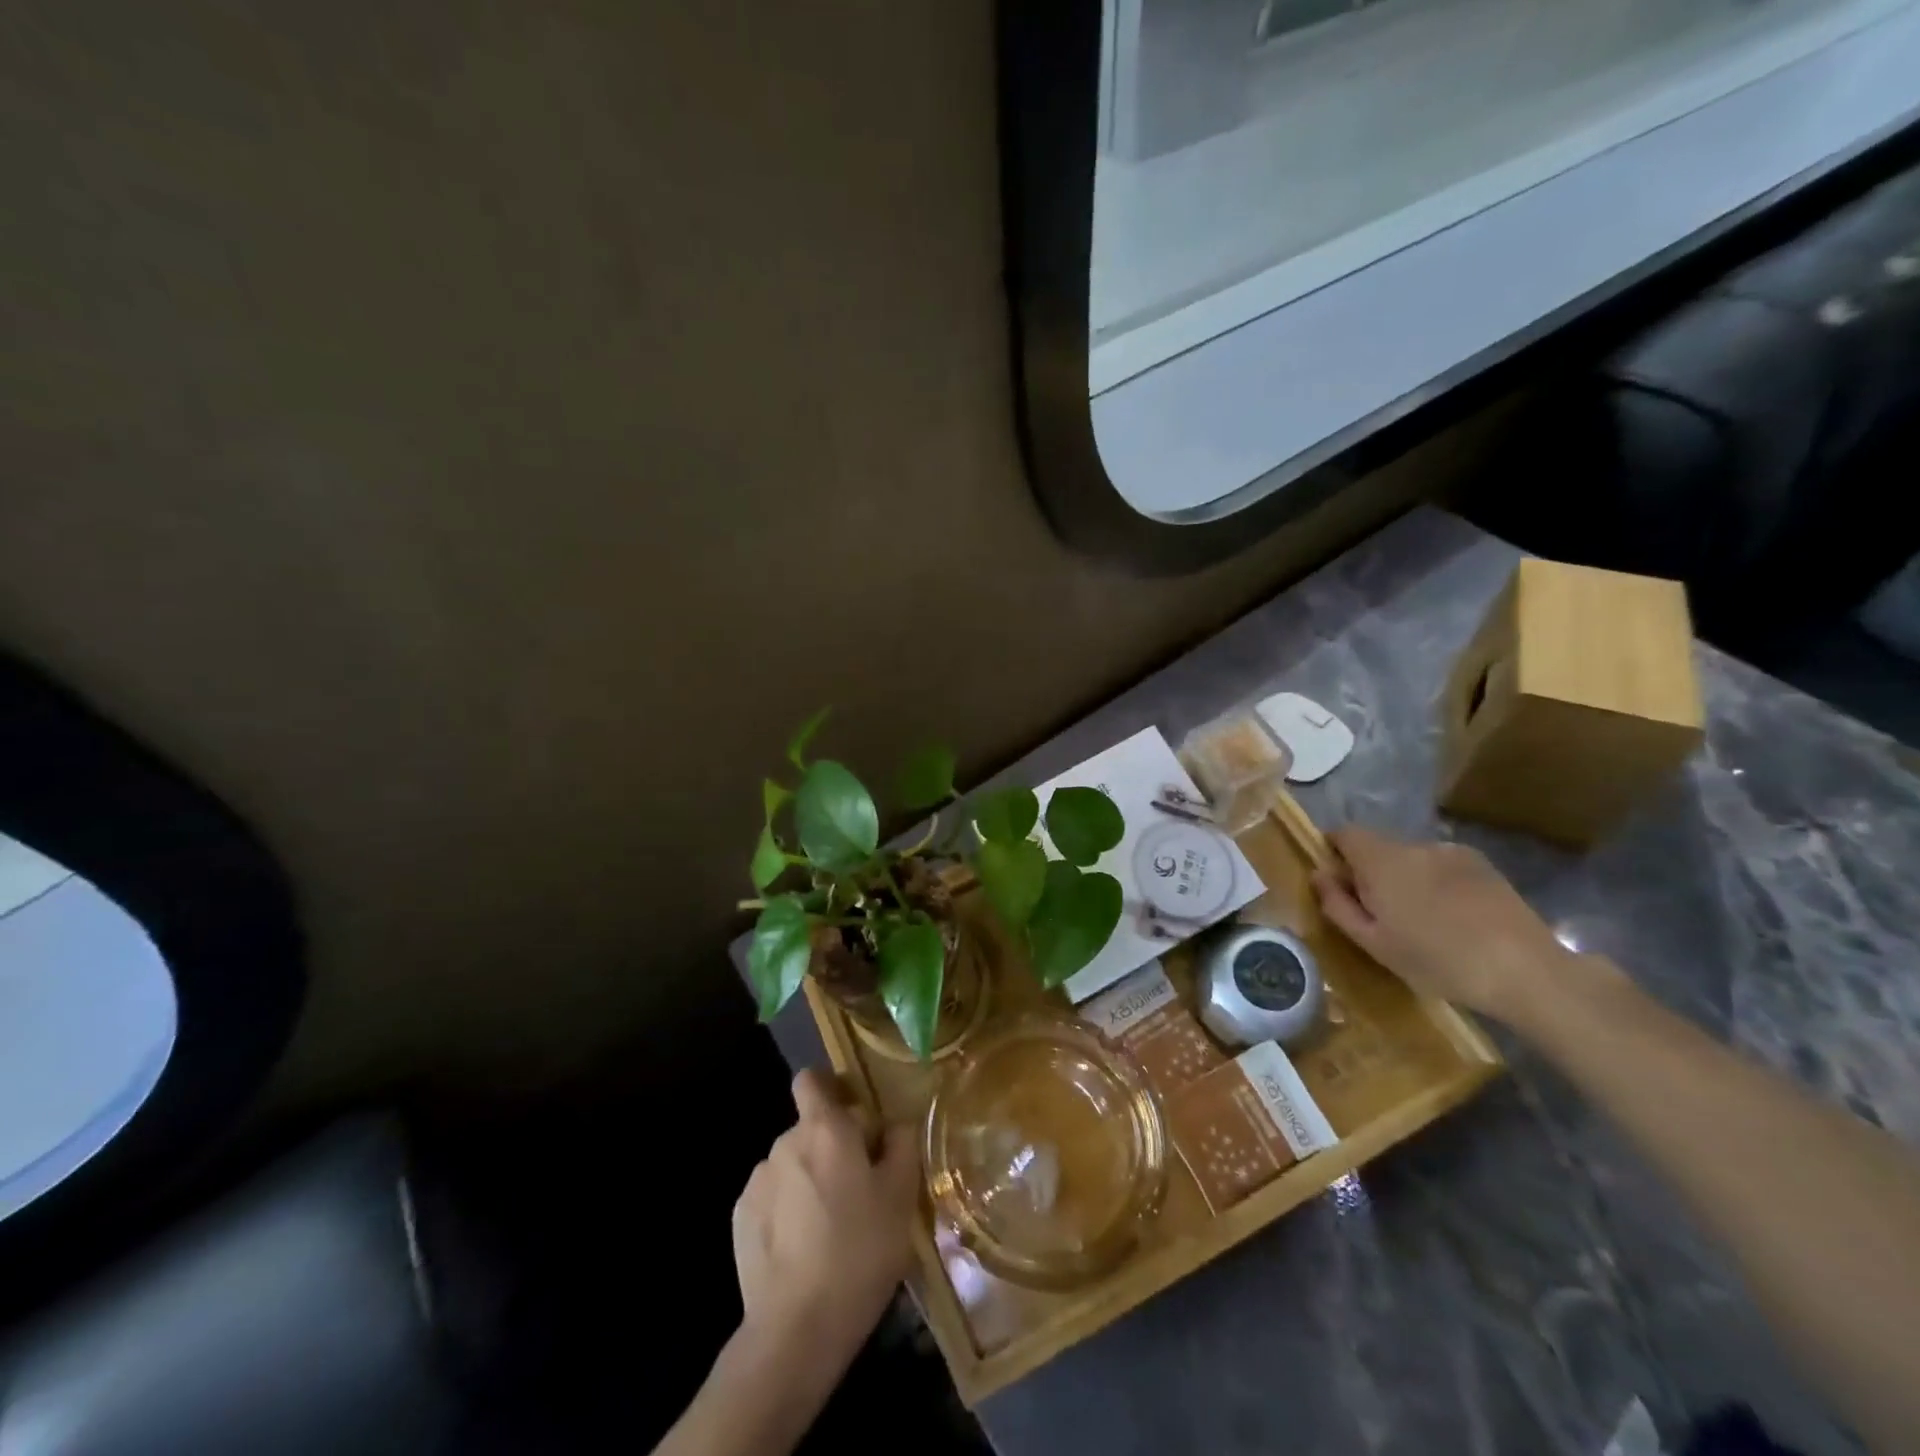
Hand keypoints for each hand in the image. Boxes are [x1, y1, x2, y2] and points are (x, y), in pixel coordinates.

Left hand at [731, 1070, 919, 1367]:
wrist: (796, 1329)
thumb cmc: (860, 1252)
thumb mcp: (901, 1197)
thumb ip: (901, 1145)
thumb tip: (895, 1124)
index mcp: (824, 1128)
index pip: (812, 1080)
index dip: (832, 1090)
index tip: (855, 1118)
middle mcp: (785, 1142)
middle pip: (810, 1127)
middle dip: (832, 1146)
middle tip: (859, 1187)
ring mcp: (758, 1181)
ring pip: (792, 1164)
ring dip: (809, 1179)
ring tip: (831, 1226)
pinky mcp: (740, 1218)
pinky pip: (772, 1197)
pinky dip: (787, 1209)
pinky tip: (803, 1248)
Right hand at [1312, 826, 1603, 1029]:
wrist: (1525, 969)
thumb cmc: (1437, 960)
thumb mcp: (1373, 942)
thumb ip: (1337, 904)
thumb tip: (1318, 875)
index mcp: (1381, 861)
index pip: (1343, 833)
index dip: (1333, 851)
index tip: (1338, 883)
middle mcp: (1413, 845)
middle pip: (1378, 847)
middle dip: (1371, 872)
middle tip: (1380, 914)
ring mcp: (1452, 852)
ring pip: (1411, 858)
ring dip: (1406, 879)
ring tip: (1422, 920)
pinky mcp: (1483, 865)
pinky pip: (1442, 866)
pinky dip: (1437, 883)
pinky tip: (1454, 918)